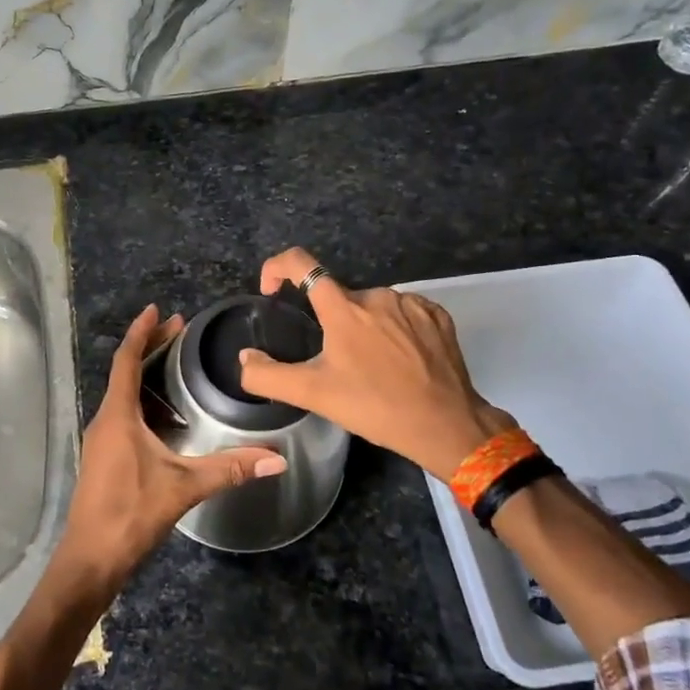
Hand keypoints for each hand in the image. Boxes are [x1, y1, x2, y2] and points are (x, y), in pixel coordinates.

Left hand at [57, 304, 286, 593]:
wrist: (91, 559)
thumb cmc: (130, 513)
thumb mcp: (183, 487)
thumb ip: (229, 469)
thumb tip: (277, 457)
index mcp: (118, 416)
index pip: (126, 360)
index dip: (141, 332)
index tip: (157, 310)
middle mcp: (105, 420)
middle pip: (125, 372)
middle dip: (150, 348)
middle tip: (180, 329)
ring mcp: (101, 439)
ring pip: (123, 394)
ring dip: (146, 374)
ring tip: (176, 363)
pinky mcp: (104, 457)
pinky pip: (124, 414)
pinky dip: (144, 400)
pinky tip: (167, 413)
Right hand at [239, 248, 514, 479]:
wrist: (445, 425)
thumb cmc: (375, 407)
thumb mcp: (313, 395)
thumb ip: (267, 376)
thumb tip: (244, 358)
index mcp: (343, 309)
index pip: (301, 264)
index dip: (277, 268)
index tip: (272, 291)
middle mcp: (376, 296)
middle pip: (338, 297)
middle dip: (330, 323)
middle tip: (336, 363)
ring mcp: (410, 303)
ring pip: (372, 306)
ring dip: (364, 327)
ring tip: (372, 367)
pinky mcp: (437, 315)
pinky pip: (403, 312)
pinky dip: (394, 329)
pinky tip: (400, 359)